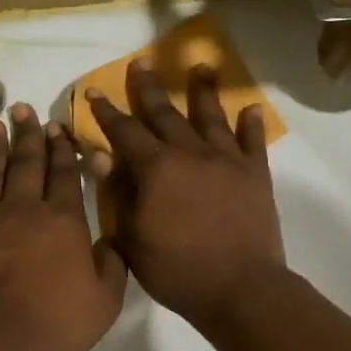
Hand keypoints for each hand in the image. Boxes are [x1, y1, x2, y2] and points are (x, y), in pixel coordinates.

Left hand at [0, 104, 127, 350]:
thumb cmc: (55, 325)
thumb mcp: (105, 301)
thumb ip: (112, 265)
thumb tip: (110, 241)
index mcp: (62, 220)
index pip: (64, 174)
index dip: (62, 149)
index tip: (58, 126)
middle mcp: (22, 210)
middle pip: (27, 164)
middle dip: (28, 134)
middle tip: (24, 108)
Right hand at [85, 60, 285, 328]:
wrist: (239, 288)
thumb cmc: (176, 270)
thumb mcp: (133, 237)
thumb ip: (118, 192)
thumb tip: (100, 154)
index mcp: (155, 168)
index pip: (124, 132)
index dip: (107, 112)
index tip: (95, 91)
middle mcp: (190, 153)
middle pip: (166, 113)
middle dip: (149, 88)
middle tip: (142, 62)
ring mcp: (226, 161)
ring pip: (211, 117)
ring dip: (203, 91)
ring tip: (200, 66)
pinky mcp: (255, 175)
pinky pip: (253, 142)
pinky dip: (251, 124)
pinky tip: (250, 108)